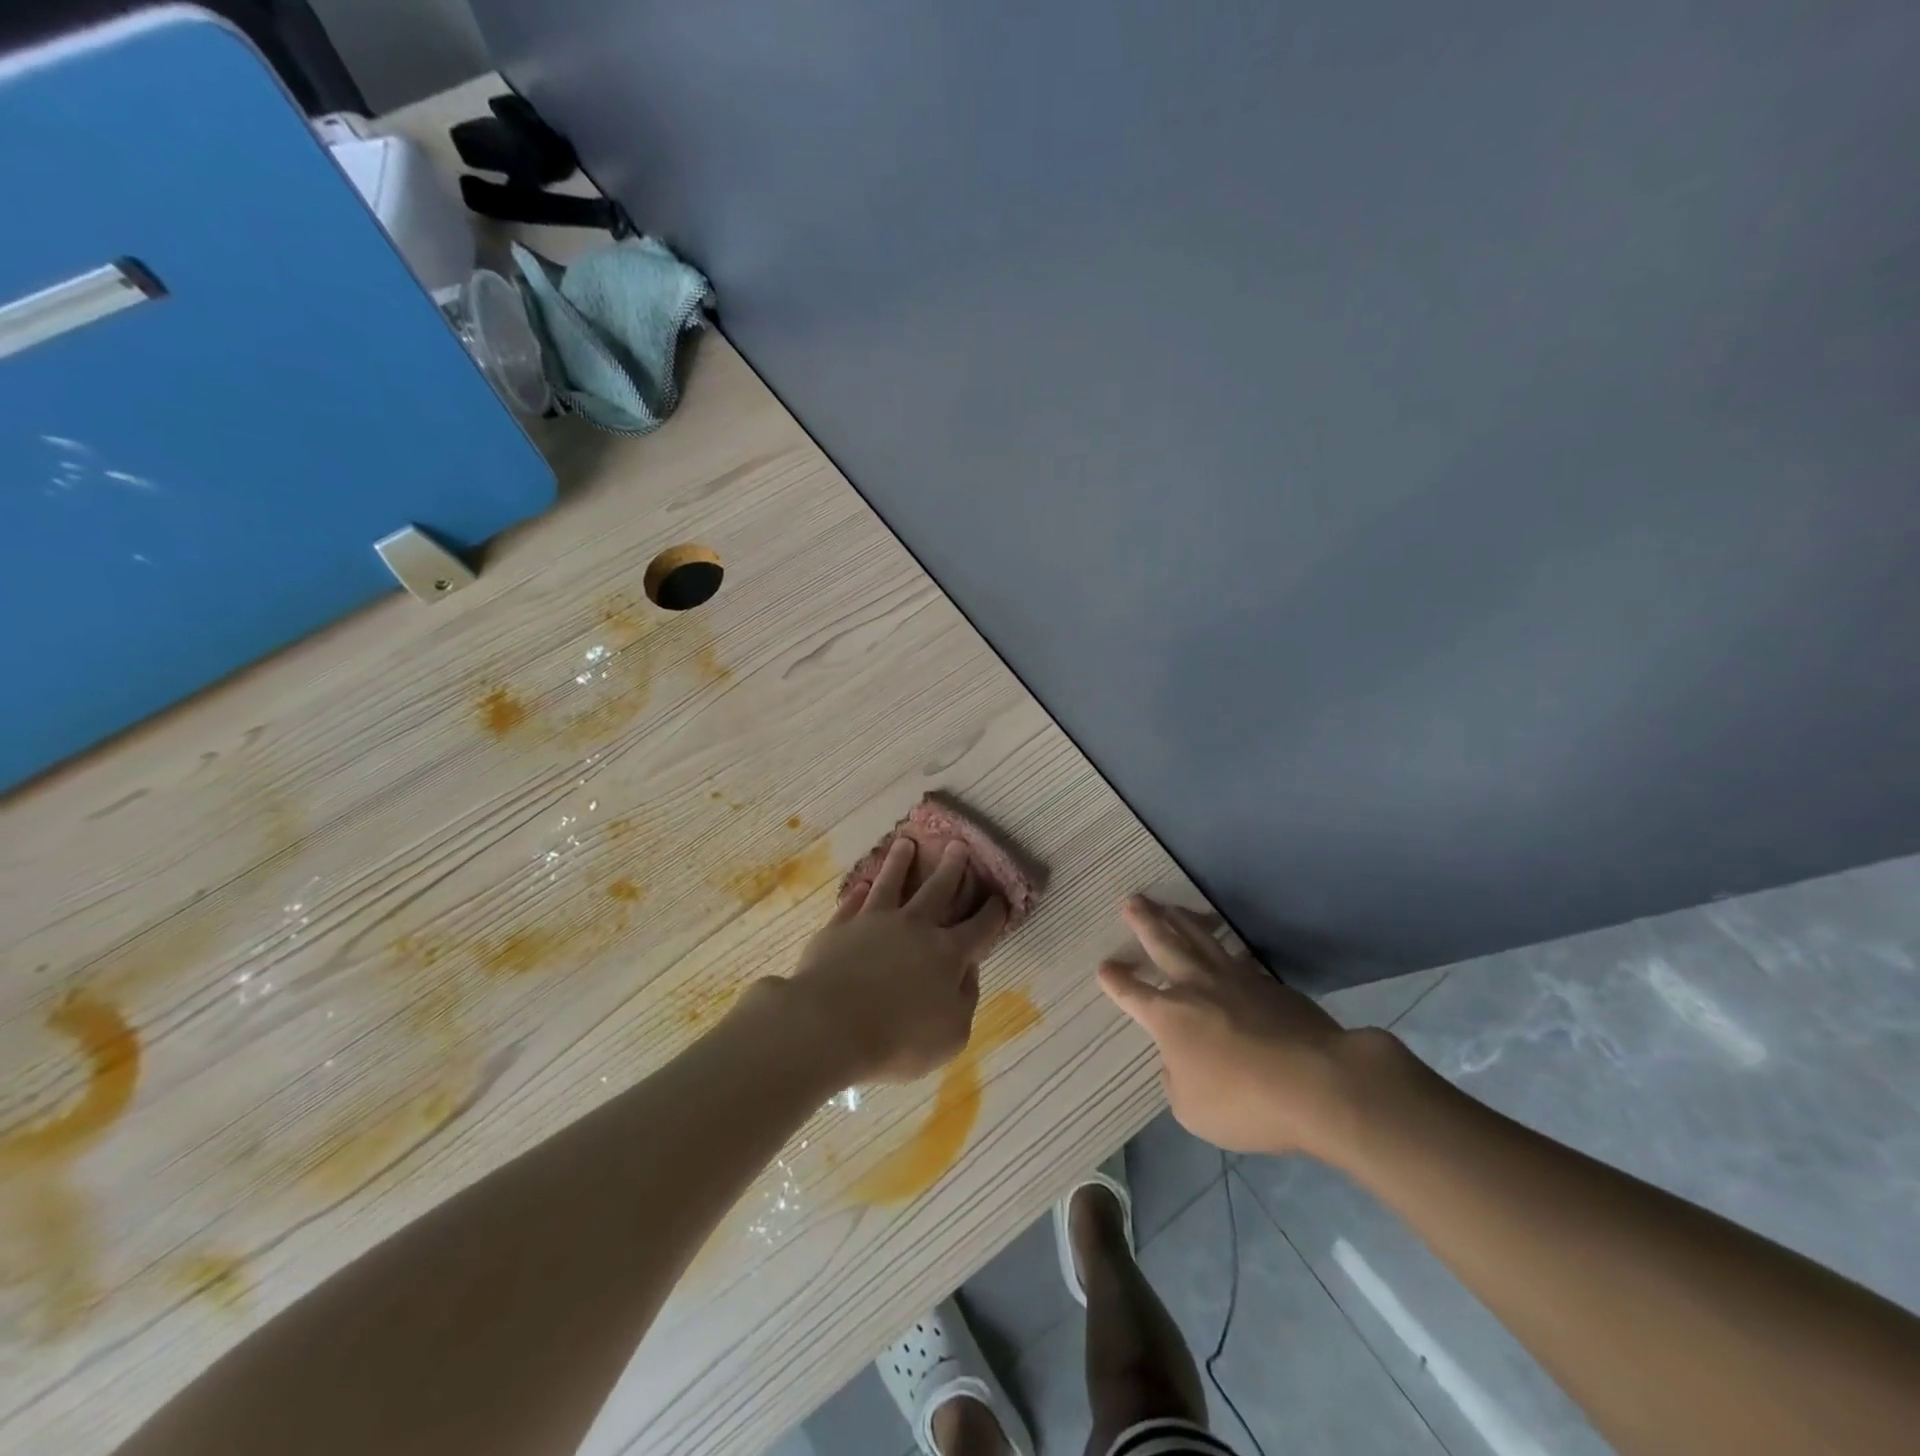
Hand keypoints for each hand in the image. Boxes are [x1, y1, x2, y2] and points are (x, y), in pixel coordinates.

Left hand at [781, 839, 1008, 1083]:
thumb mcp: (952, 1035)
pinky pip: (853, 903)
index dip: (992, 912)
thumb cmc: (898, 1039)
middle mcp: (915, 927)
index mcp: (947, 954)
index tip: (999, 897)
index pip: (979, 927)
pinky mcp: (840, 927)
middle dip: (952, 867)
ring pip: (892, 883)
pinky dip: (860, 893)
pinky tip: (862, 885)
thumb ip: (966, 1000)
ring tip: (905, 843)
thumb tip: (967, 970)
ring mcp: (874, 922)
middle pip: (938, 890)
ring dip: (900, 862)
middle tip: (958, 845)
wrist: (829, 1025)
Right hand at [1098, 895, 1356, 1155]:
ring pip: (1201, 939)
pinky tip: (1221, 941)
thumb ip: (1177, 1080)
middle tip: (1132, 901)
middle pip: (1165, 946)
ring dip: (1181, 920)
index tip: (1104, 967)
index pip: (1132, 994)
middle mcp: (1196, 988)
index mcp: (1169, 1017)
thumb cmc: (1244, 1102)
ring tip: (1169, 907)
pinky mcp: (1269, 984)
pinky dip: (1222, 943)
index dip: (1116, 981)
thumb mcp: (1193, 1109)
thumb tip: (1178, 1062)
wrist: (1318, 1083)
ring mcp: (1235, 980)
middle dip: (1145, 923)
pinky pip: (1236, 955)